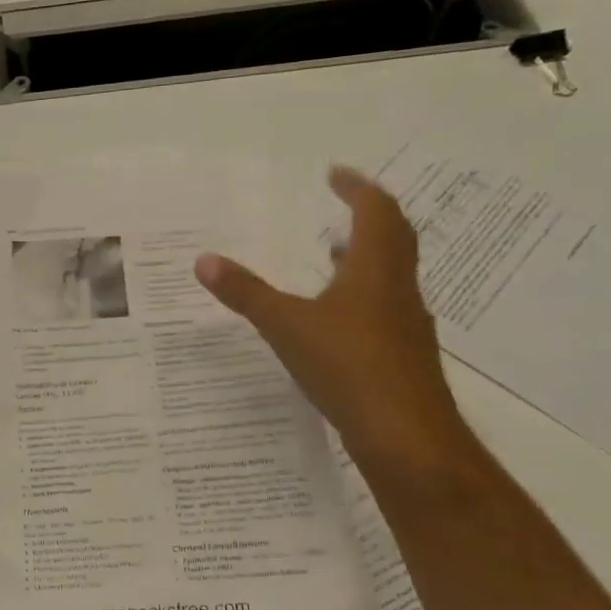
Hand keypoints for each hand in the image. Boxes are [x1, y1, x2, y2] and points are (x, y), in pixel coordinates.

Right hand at [194, 167, 473, 475]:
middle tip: (342, 204)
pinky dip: (363, 294)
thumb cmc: (348, 366)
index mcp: (376, 270)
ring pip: (391, 274)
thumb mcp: (286, 325)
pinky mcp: (403, 355)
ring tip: (333, 253)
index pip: (375, 211)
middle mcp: (399, 289)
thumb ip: (246, 293)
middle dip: (368, 215)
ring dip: (366, 255)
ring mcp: (406, 324)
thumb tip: (203, 260)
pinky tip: (337, 317)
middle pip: (394, 237)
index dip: (357, 188)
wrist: (406, 435)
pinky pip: (385, 307)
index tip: (334, 174)